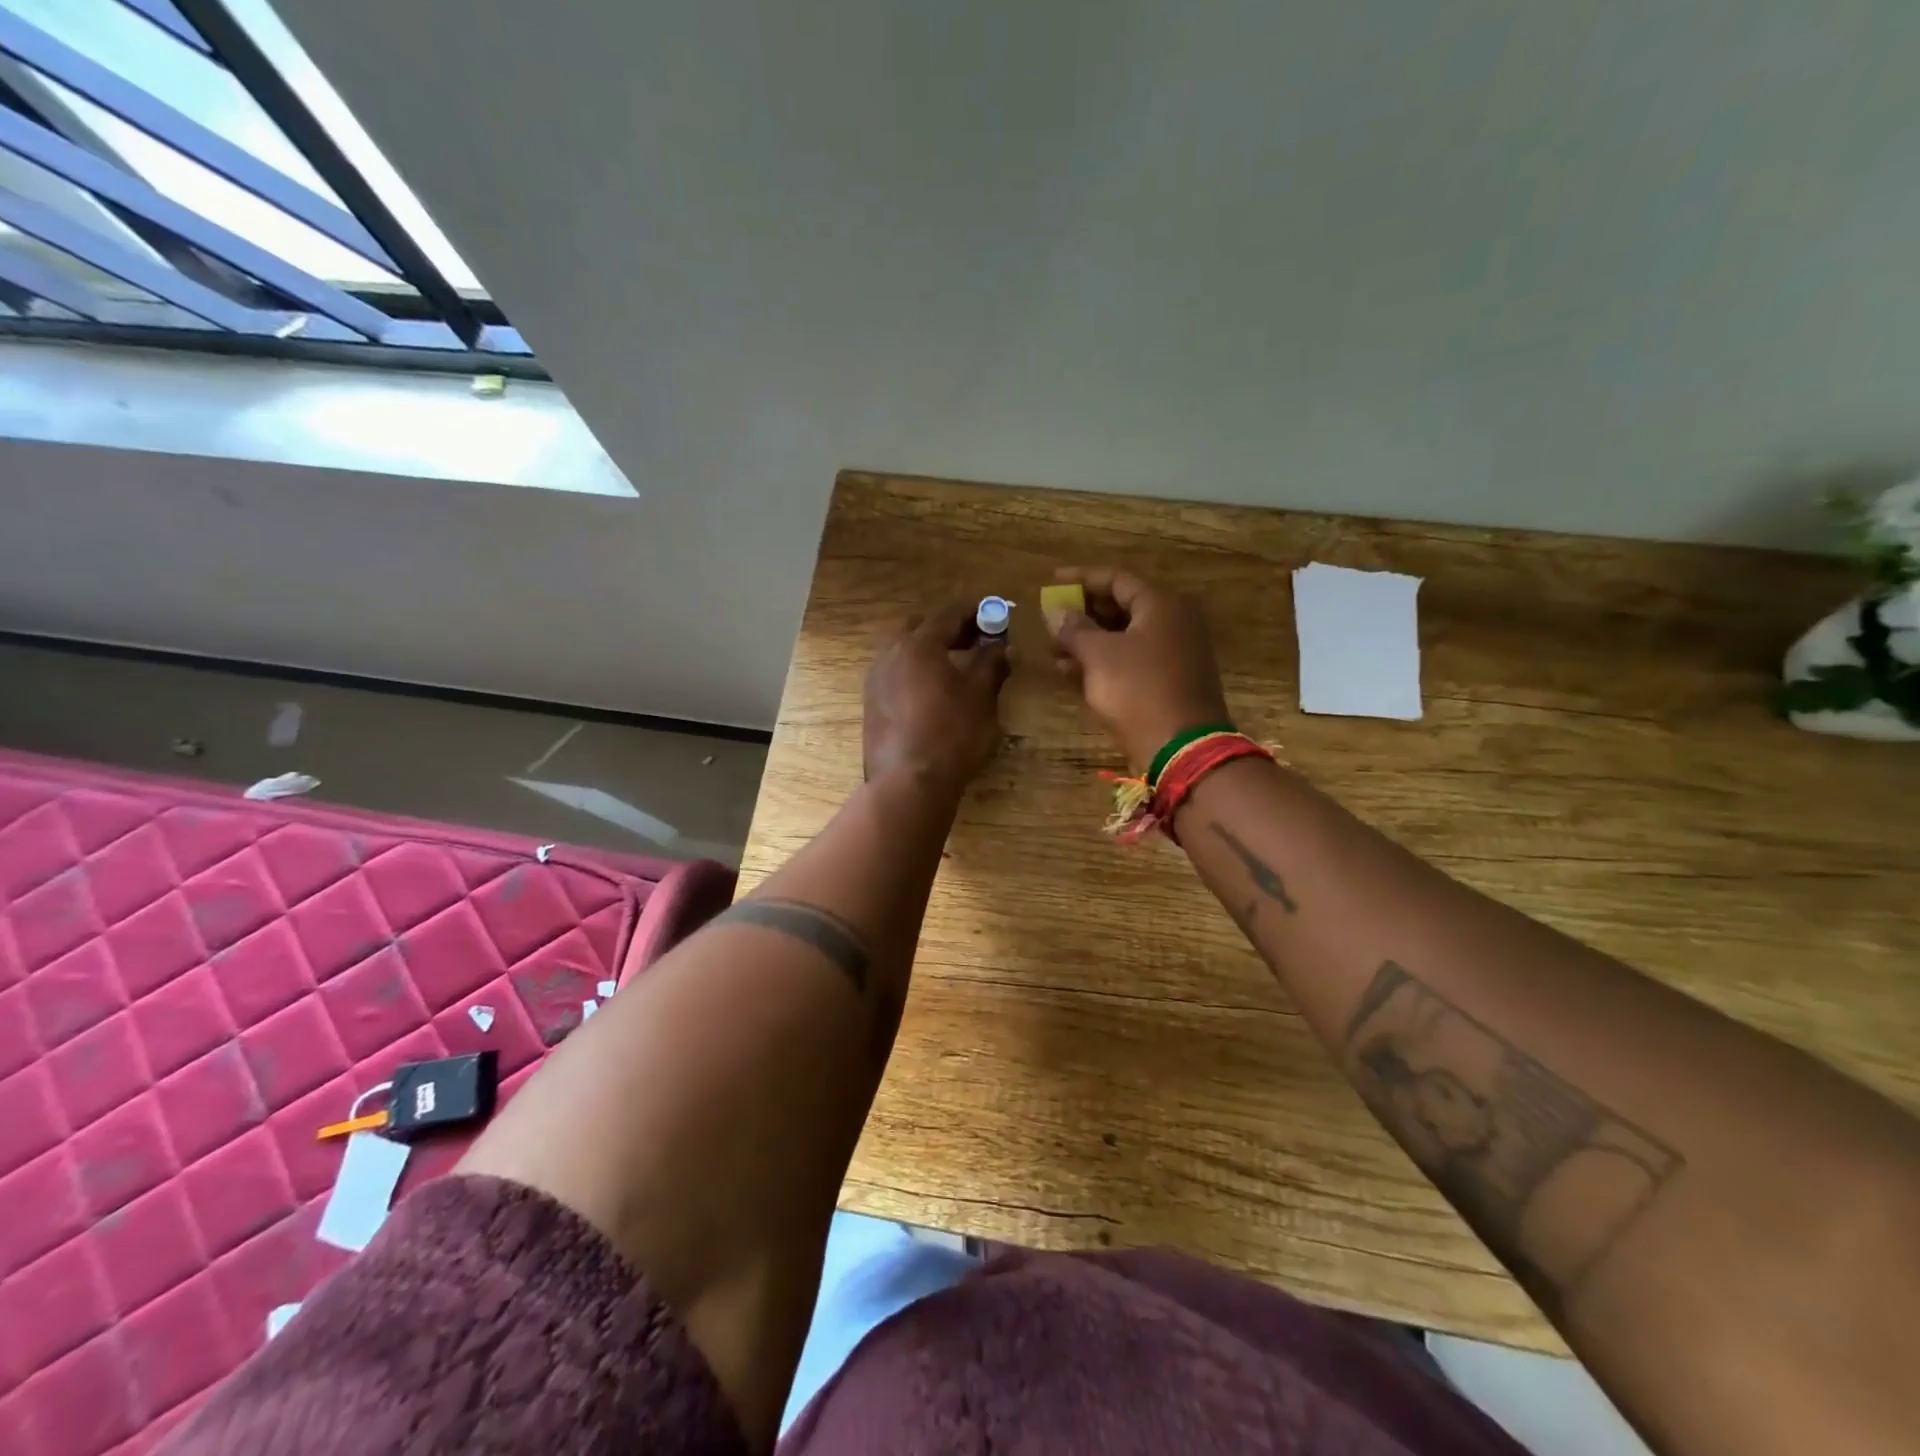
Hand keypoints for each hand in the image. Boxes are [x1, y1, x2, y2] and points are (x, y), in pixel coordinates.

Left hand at [864, 605, 1010, 792]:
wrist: (908, 782)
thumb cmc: (951, 733)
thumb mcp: (981, 697)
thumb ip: (991, 664)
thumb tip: (1002, 646)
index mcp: (919, 644)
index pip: (948, 615)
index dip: (973, 612)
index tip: (992, 615)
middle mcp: (890, 654)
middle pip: (919, 627)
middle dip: (946, 629)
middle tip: (973, 640)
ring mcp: (875, 680)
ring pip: (902, 651)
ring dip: (927, 650)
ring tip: (953, 667)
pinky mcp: (871, 705)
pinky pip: (894, 674)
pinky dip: (914, 672)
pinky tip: (931, 692)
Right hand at [1045, 567, 1230, 769]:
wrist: (1181, 748)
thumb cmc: (1138, 690)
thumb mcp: (1098, 655)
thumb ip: (1073, 629)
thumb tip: (1055, 612)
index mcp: (1161, 605)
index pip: (1116, 579)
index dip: (1081, 579)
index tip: (1052, 581)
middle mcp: (1173, 623)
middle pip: (1121, 607)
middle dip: (1082, 615)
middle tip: (1051, 622)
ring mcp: (1174, 654)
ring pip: (1123, 638)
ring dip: (1088, 642)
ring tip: (1053, 652)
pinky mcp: (1169, 682)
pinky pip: (1131, 661)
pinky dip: (1103, 663)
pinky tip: (1071, 673)